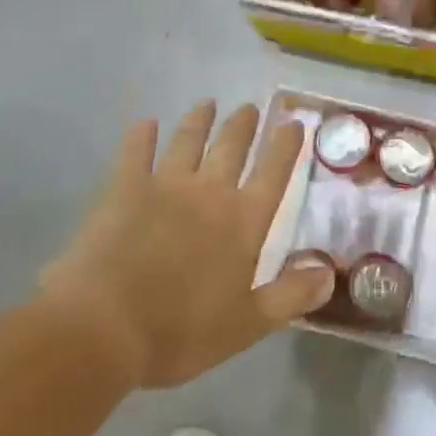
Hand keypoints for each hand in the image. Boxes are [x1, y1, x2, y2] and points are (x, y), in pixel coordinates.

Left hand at [38, 101, 334, 388]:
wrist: (104, 327)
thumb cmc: (179, 332)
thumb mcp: (247, 325)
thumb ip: (291, 296)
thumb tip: (331, 271)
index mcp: (243, 223)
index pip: (273, 174)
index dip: (285, 147)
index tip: (293, 124)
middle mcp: (210, 193)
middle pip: (232, 148)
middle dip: (243, 125)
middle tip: (249, 107)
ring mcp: (165, 185)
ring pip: (188, 141)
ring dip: (199, 120)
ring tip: (207, 103)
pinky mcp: (124, 188)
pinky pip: (135, 152)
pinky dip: (141, 136)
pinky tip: (145, 123)